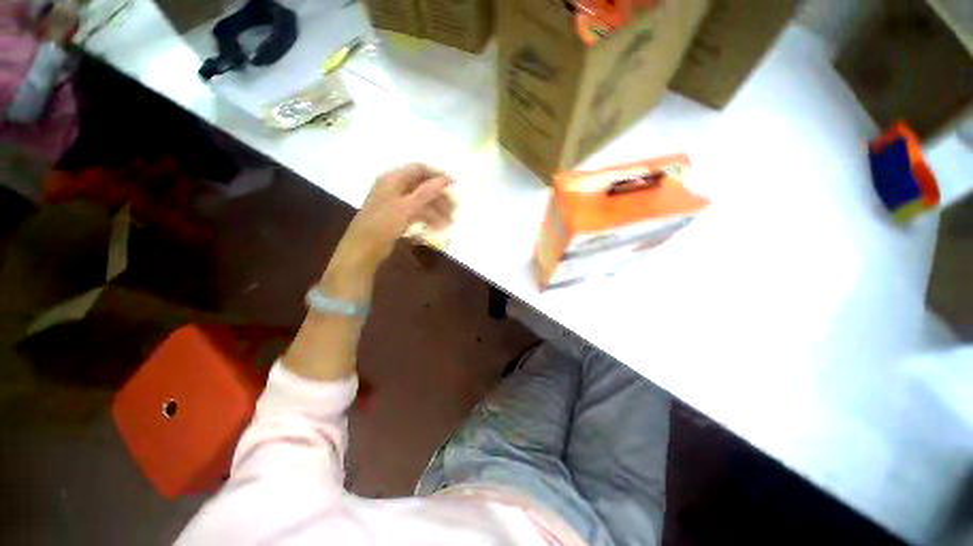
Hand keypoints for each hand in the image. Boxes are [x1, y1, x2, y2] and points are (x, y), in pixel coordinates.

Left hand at [324, 164, 453, 293]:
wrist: (364, 248)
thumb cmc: (383, 224)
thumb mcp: (407, 207)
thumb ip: (427, 192)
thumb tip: (446, 179)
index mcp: (393, 178)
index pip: (419, 169)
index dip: (438, 175)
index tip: (454, 185)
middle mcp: (394, 187)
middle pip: (422, 187)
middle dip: (439, 198)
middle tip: (454, 210)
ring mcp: (395, 203)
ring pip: (421, 202)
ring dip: (436, 211)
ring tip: (449, 224)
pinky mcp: (397, 217)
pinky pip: (416, 213)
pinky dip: (427, 219)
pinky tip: (437, 228)